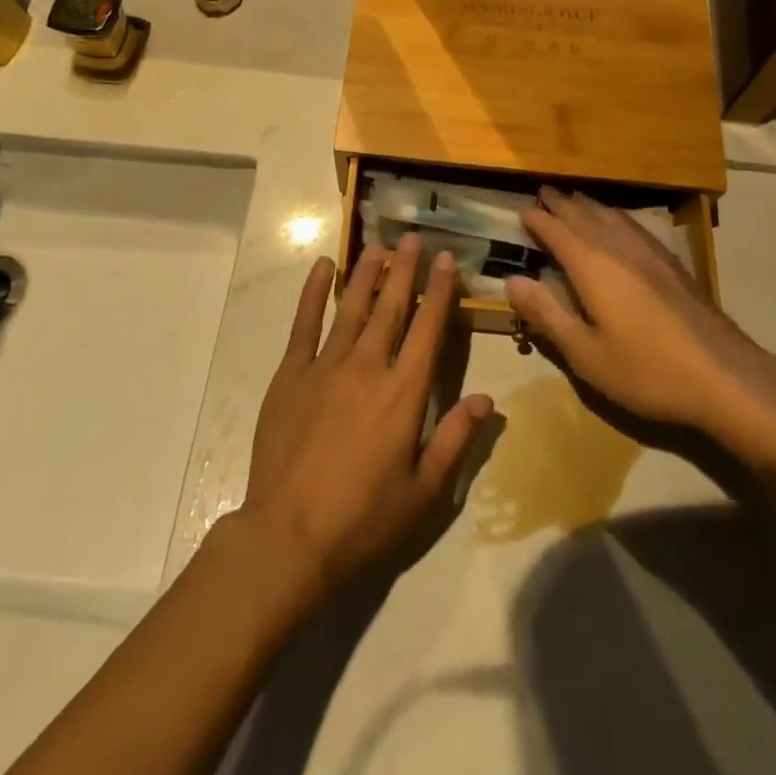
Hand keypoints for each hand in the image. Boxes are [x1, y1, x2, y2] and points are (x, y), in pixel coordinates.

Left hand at [240, 237, 492, 598]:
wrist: (288, 537)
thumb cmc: (363, 520)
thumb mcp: (423, 491)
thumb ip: (455, 439)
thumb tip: (487, 400)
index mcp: (403, 394)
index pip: (428, 330)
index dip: (439, 292)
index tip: (446, 260)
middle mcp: (368, 367)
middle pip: (391, 308)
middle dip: (406, 270)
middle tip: (414, 238)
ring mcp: (325, 366)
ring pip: (353, 307)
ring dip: (368, 273)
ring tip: (379, 245)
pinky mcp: (290, 374)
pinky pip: (304, 323)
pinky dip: (314, 292)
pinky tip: (324, 267)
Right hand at [505, 187, 758, 431]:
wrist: (725, 377)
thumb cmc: (647, 370)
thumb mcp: (586, 353)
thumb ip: (547, 314)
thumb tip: (512, 280)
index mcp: (593, 266)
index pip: (558, 232)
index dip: (539, 220)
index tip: (523, 210)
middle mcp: (620, 249)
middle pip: (585, 216)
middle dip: (562, 204)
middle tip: (545, 191)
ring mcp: (651, 253)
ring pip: (613, 217)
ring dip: (590, 206)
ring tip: (576, 199)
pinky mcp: (674, 265)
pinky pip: (635, 226)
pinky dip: (617, 217)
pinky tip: (621, 225)